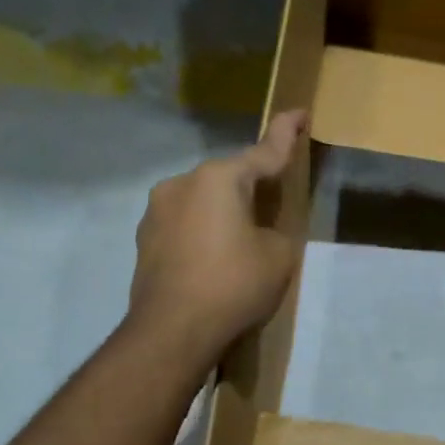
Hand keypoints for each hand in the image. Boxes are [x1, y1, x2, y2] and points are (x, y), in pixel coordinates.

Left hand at [128, 110, 306, 357]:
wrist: (171, 332)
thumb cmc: (234, 286)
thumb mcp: (278, 255)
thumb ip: (276, 228)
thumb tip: (260, 228)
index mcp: (220, 178)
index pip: (264, 150)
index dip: (286, 132)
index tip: (299, 112)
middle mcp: (183, 182)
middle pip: (229, 177)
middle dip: (252, 186)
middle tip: (275, 205)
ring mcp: (157, 209)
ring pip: (203, 199)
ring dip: (224, 211)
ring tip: (241, 242)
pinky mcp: (145, 237)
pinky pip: (185, 222)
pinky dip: (203, 231)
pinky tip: (212, 258)